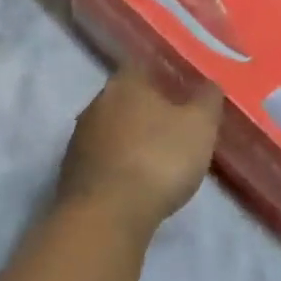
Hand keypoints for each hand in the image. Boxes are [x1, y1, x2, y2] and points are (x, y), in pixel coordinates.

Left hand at [58, 65, 223, 235]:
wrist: (106, 214)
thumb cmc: (158, 158)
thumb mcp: (199, 126)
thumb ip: (207, 100)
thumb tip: (209, 83)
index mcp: (125, 83)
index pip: (144, 66)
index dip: (165, 76)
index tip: (183, 90)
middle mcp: (96, 102)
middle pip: (126, 97)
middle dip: (148, 108)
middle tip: (175, 124)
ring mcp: (80, 137)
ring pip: (112, 127)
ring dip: (132, 137)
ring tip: (157, 155)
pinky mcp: (72, 170)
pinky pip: (103, 157)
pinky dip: (120, 163)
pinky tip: (135, 179)